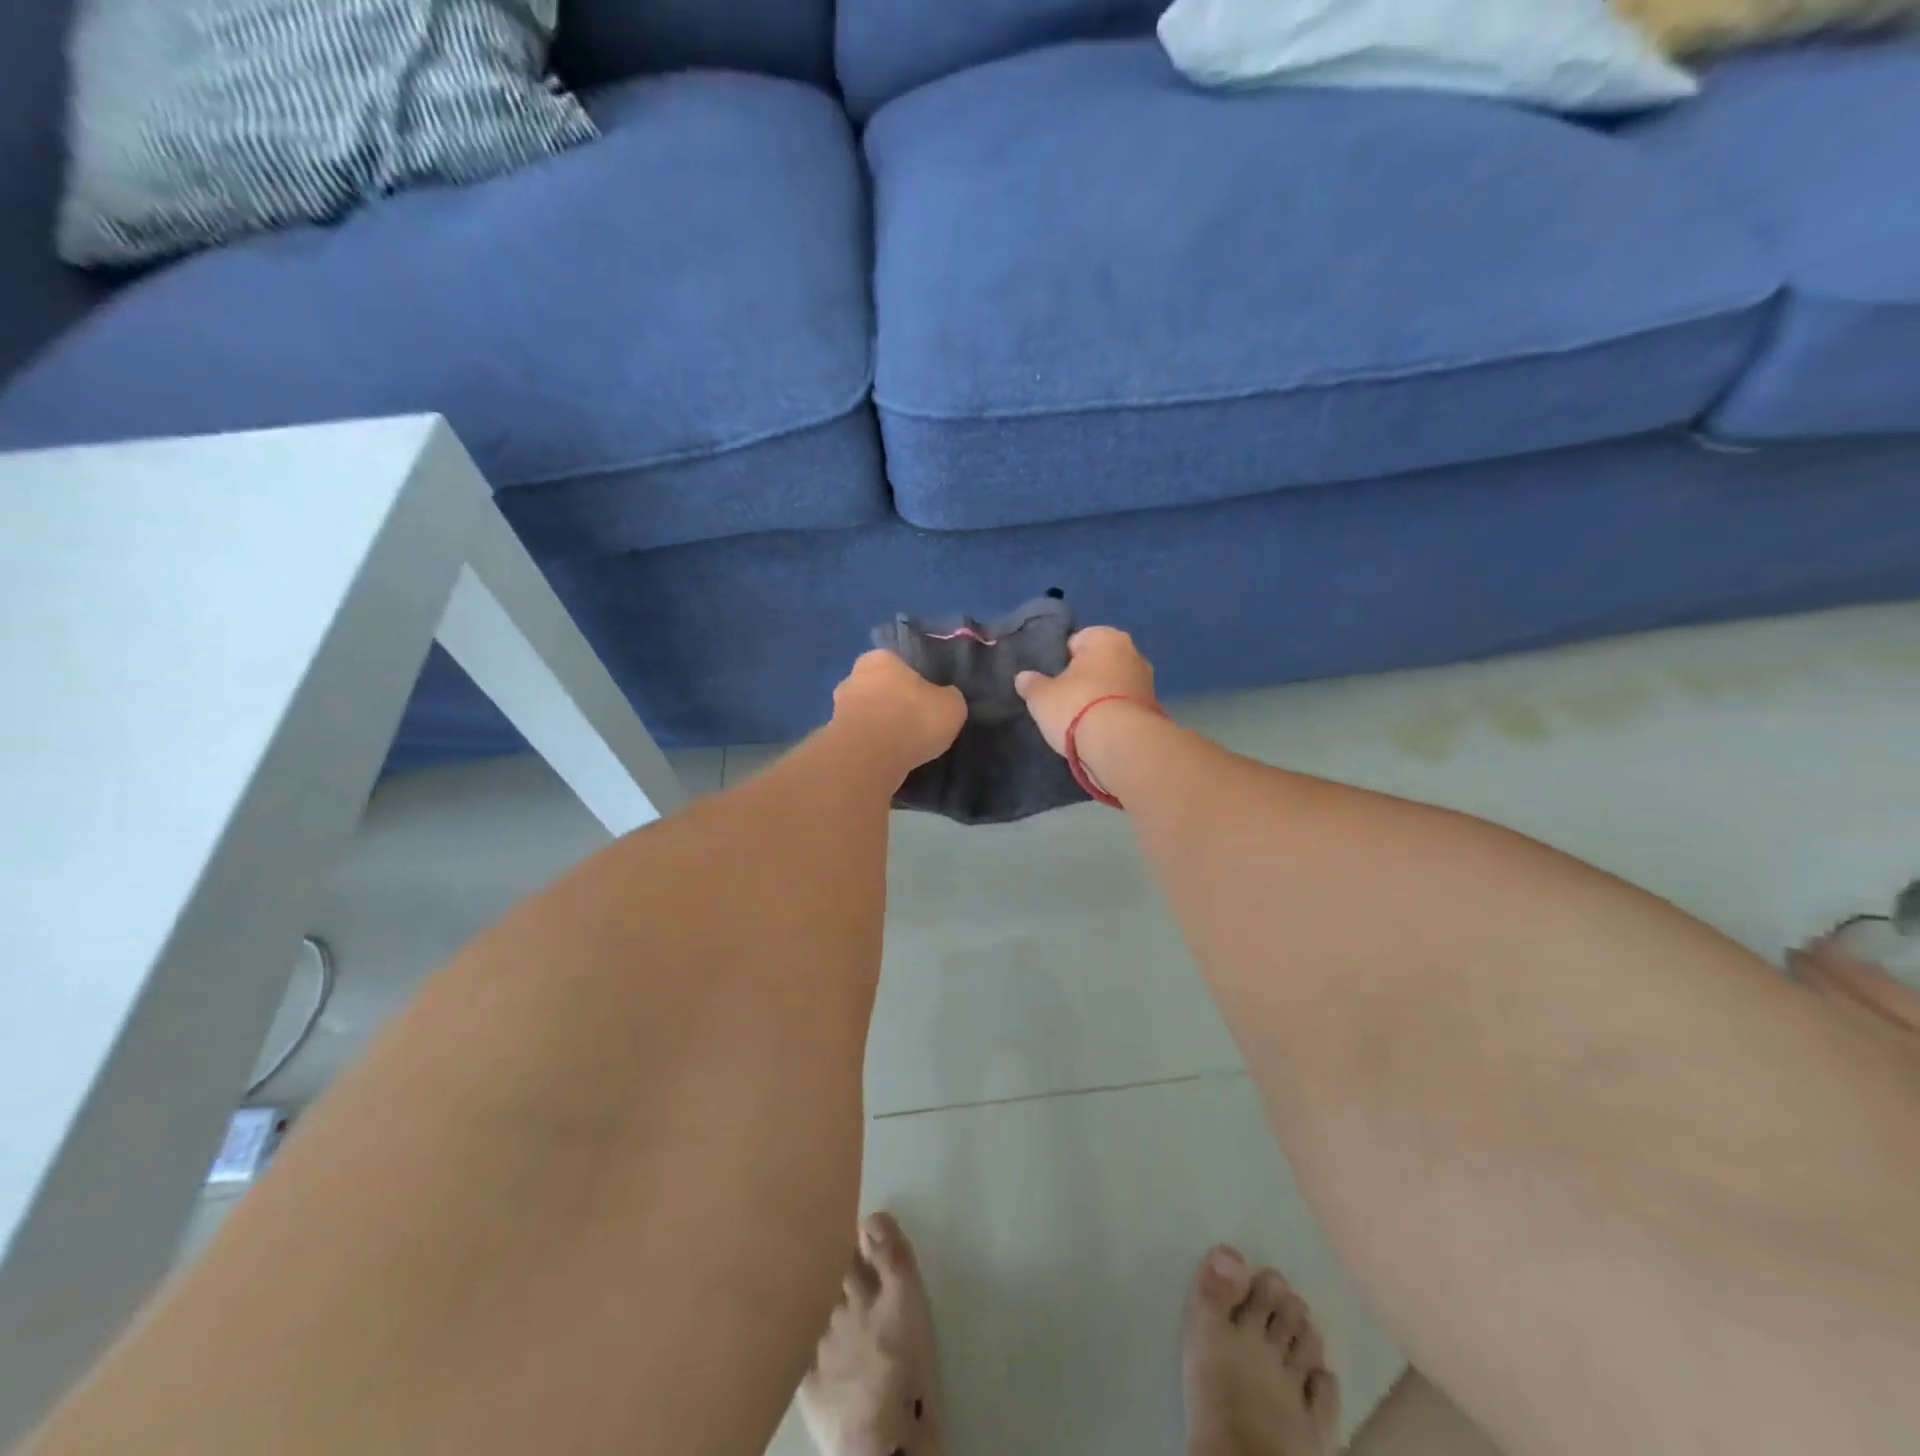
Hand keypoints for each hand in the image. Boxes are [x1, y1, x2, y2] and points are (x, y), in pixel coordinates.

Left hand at [831, 651, 965, 774]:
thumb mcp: (951, 706)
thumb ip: (947, 698)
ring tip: (899, 747)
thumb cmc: (912, 719)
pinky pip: (857, 739)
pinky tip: (884, 760)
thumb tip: (944, 699)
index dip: (912, 683)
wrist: (869, 758)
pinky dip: (868, 747)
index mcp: (881, 659)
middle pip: (877, 688)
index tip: (924, 703)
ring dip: (877, 727)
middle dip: (891, 703)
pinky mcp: (832, 737)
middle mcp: (853, 676)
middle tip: (911, 725)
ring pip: (864, 714)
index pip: (897, 664)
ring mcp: (838, 708)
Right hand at [1014, 627, 1157, 755]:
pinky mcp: (1153, 711)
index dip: (1061, 659)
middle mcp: (1133, 653)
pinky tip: (1098, 731)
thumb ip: (1031, 684)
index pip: (1078, 640)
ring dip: (1100, 698)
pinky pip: (1124, 707)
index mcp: (1106, 637)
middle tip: (1063, 699)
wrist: (1120, 745)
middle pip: (1099, 663)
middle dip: (1085, 677)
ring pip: (1114, 685)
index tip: (1051, 679)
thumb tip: (1024, 678)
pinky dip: (1113, 715)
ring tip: (1080, 720)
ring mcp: (1147, 682)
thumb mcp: (1041, 696)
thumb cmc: (1077, 706)